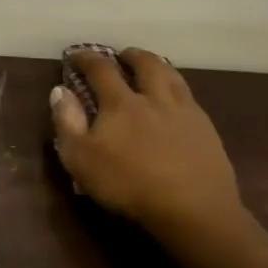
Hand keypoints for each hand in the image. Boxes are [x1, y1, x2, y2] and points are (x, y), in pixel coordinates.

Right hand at [49, 47, 248, 256]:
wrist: (194, 212)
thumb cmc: (129, 184)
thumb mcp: (80, 158)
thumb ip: (67, 122)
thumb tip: (60, 90)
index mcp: (121, 103)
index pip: (101, 69)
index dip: (86, 58)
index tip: (77, 55)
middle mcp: (154, 99)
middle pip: (146, 64)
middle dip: (131, 56)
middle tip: (122, 56)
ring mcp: (185, 113)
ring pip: (173, 77)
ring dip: (159, 67)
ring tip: (152, 69)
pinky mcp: (208, 132)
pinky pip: (191, 100)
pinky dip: (179, 92)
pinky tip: (177, 104)